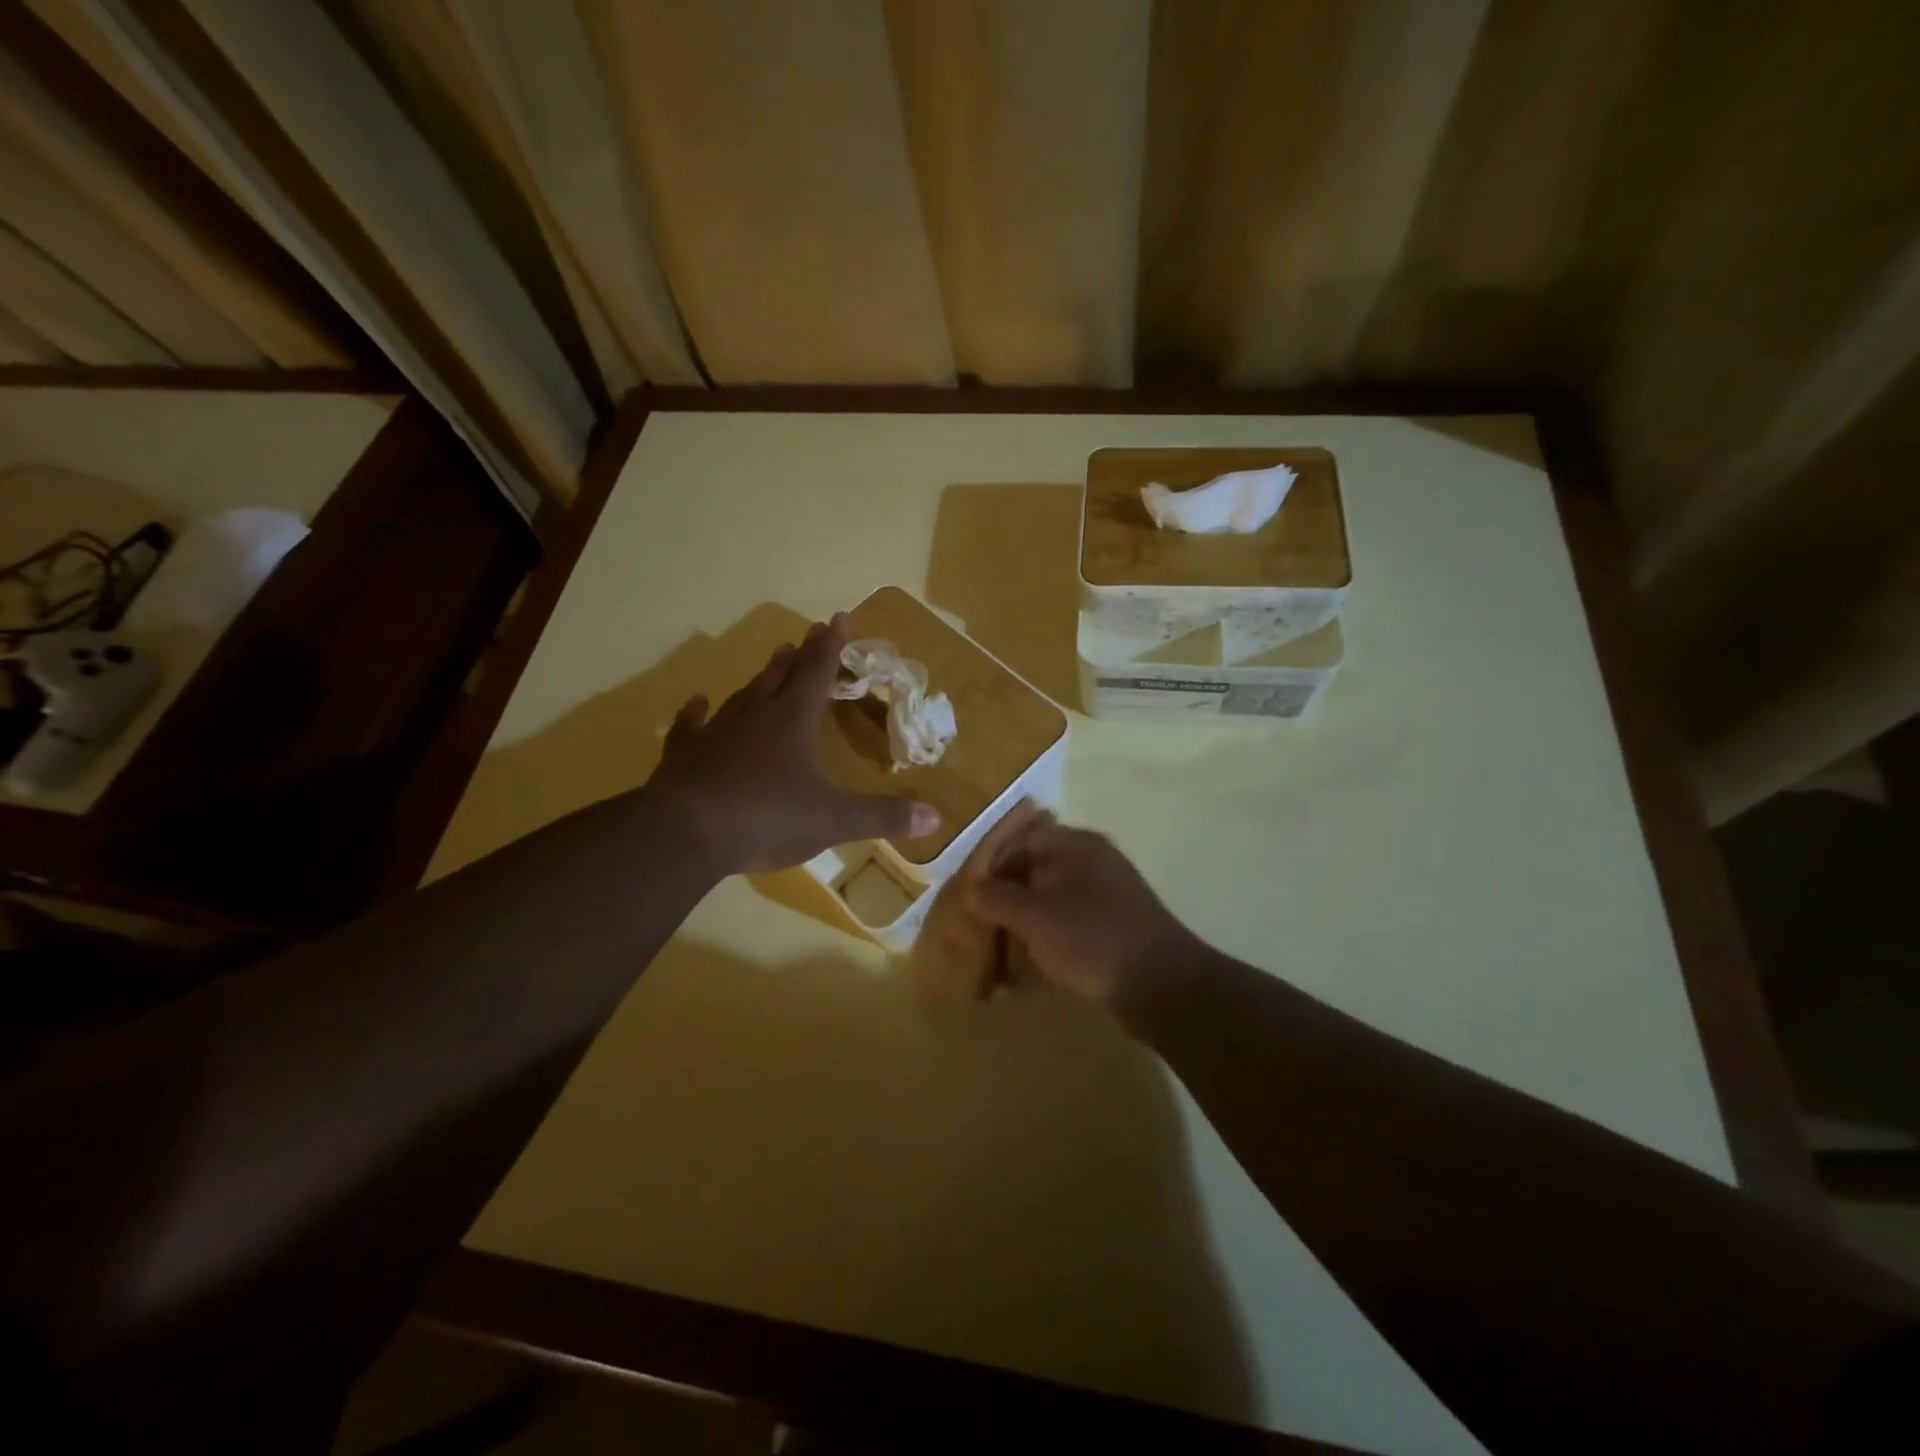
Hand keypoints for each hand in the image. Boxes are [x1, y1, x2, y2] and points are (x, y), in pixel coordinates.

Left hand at [647, 615, 940, 875]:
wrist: (685, 833)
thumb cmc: (766, 817)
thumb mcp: (833, 820)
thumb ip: (882, 817)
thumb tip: (935, 818)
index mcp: (793, 721)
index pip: (818, 672)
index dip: (831, 646)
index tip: (838, 618)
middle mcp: (755, 716)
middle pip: (781, 677)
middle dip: (799, 657)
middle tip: (806, 637)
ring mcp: (715, 733)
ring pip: (743, 695)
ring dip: (761, 678)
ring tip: (773, 661)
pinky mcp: (684, 755)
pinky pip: (691, 726)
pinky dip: (696, 712)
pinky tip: (697, 702)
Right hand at [966, 821, 1200, 1007]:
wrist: (1161, 984)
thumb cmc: (1090, 938)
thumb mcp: (1033, 916)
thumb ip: (996, 898)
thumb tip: (973, 890)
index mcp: (1074, 844)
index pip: (1019, 839)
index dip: (989, 865)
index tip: (967, 895)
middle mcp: (1091, 861)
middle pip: (1034, 871)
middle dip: (1004, 900)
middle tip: (979, 927)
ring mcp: (1106, 894)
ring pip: (1050, 901)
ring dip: (1023, 925)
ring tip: (1000, 956)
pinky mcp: (1114, 926)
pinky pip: (1069, 925)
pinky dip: (1046, 942)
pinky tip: (1029, 972)